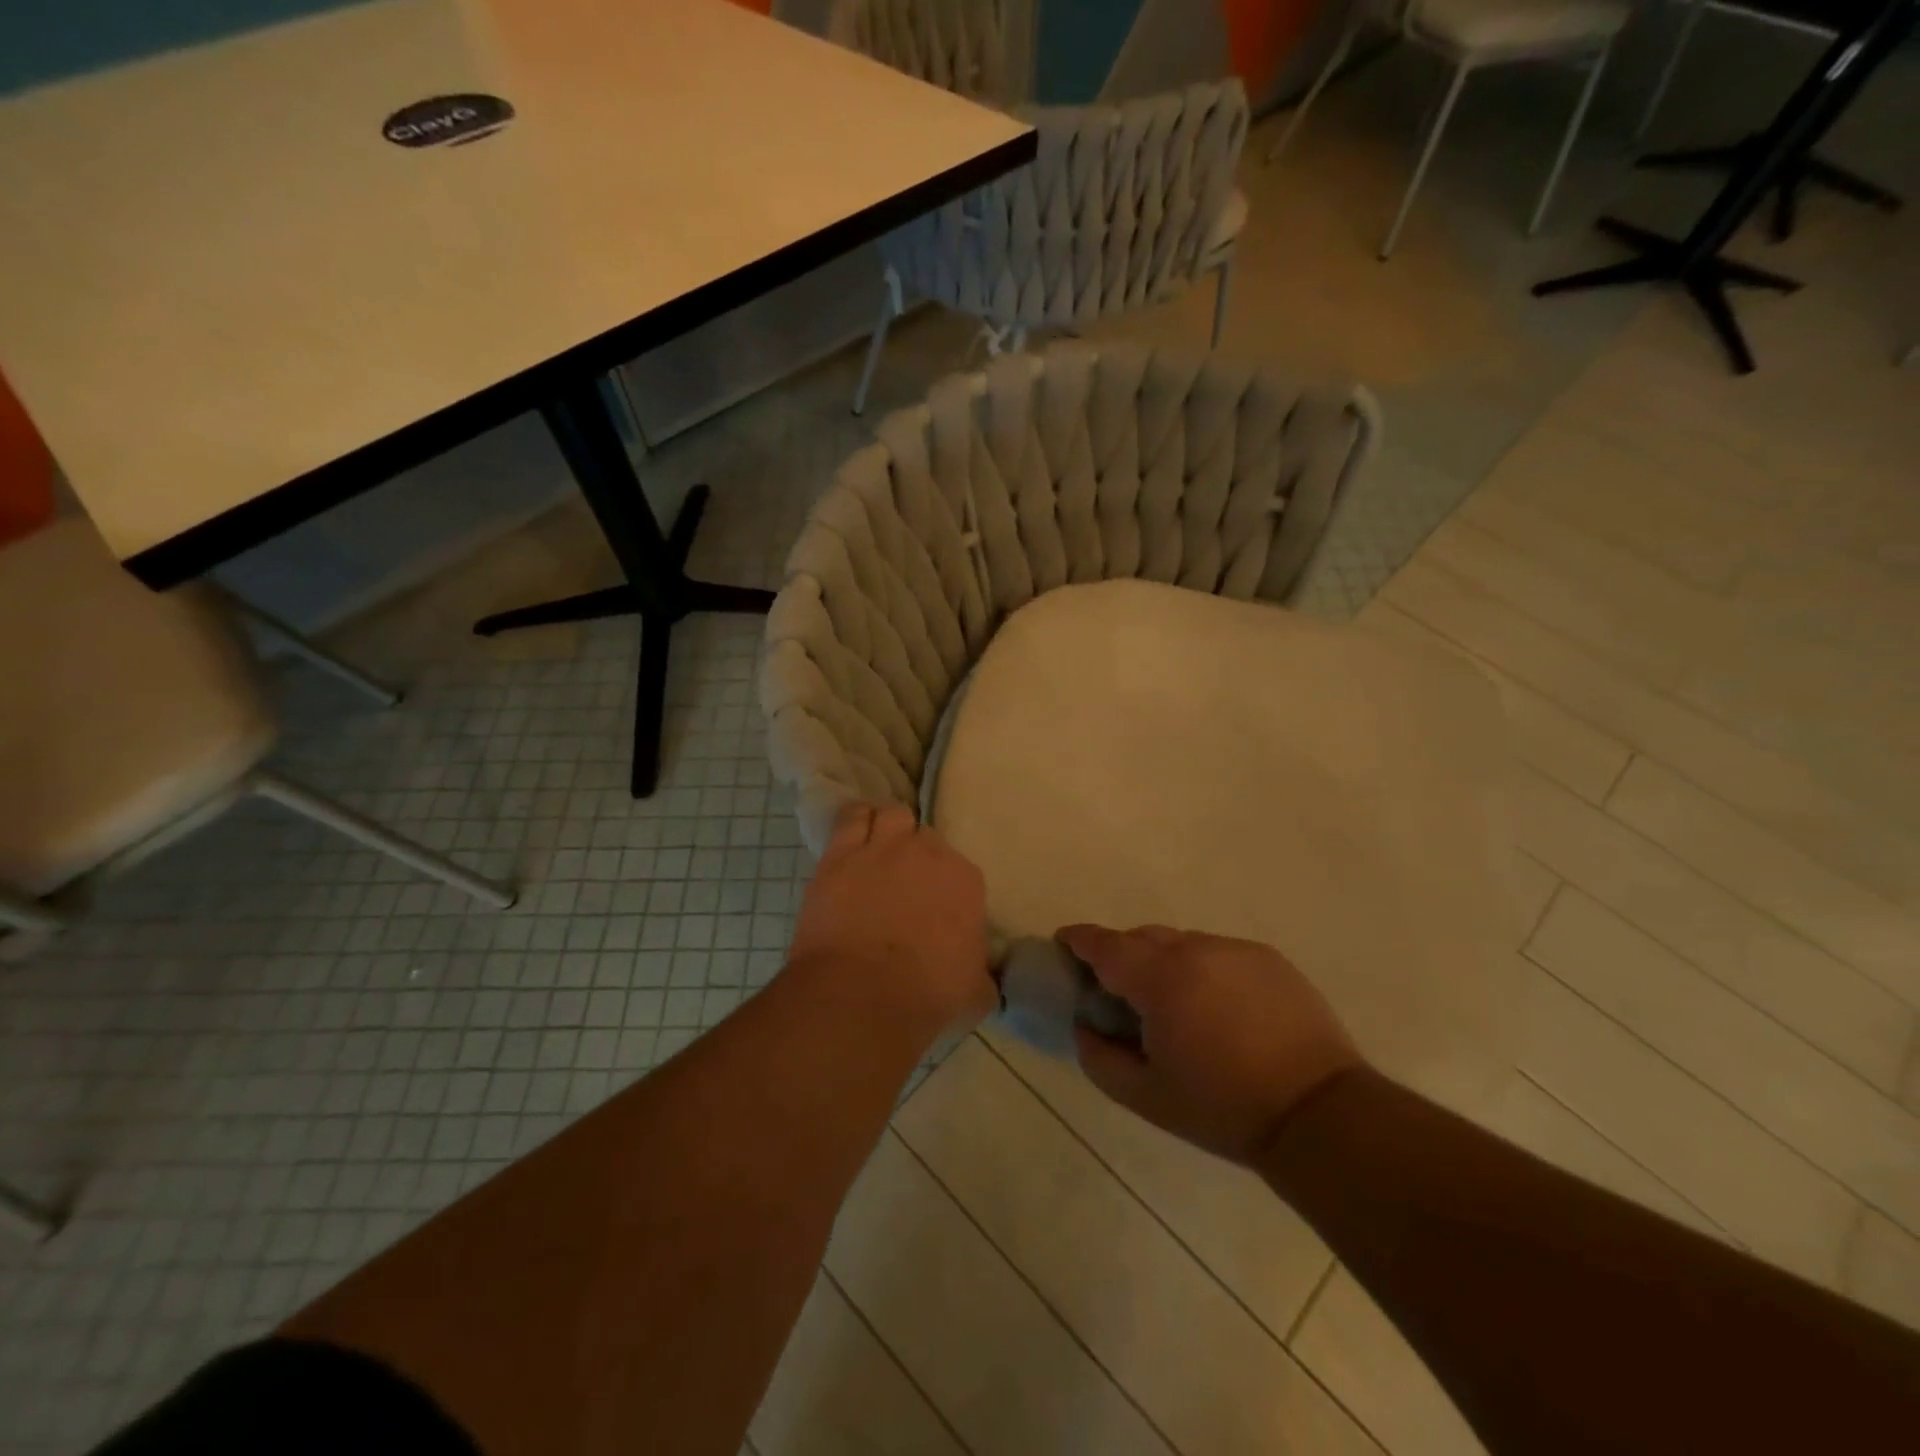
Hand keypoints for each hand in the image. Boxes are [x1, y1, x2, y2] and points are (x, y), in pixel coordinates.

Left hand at [786, 803, 995, 1043]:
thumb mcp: (976, 991)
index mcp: (965, 881)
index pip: (959, 871)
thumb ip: (983, 973)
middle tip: (905, 886)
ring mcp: (882, 848)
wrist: (861, 996)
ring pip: (892, 816)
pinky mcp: (840, 854)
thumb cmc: (926, 996)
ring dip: (890, 829)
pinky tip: (854, 833)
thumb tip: (983, 975)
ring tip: (880, 851)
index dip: (945, 888)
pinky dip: (856, 822)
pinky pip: (851, 818)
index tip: (935, 910)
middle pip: (926, 839)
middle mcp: (927, 853)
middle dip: (917, 858)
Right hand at [1062, 925, 1363, 1164]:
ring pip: (1182, 944)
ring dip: (1166, 964)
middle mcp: (1195, 949)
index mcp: (1159, 978)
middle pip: (1142, 938)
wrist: (1317, 1114)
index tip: (1065, 945)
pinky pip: (1218, 953)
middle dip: (1123, 957)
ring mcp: (1235, 949)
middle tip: (1121, 993)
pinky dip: (1204, 970)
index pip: (1105, 944)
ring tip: (1177, 1006)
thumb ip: (1098, 1056)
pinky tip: (1219, 1009)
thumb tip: (1085, 1025)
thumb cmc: (1221, 1108)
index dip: (1079, 940)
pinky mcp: (1267, 958)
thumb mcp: (1145, 1096)